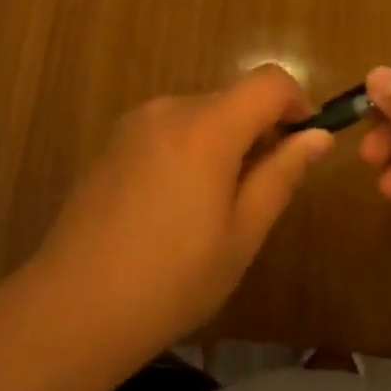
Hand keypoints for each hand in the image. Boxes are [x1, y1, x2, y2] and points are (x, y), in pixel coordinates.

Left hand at [32, 66, 332, 359]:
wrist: (72, 308)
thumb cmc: (171, 279)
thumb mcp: (242, 234)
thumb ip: (281, 174)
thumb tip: (318, 135)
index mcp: (207, 126)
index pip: (269, 81)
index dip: (297, 103)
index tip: (301, 145)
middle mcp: (170, 108)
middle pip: (233, 98)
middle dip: (258, 131)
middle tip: (259, 193)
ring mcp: (135, 123)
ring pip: (200, 114)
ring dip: (222, 142)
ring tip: (213, 208)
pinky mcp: (112, 142)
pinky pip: (168, 129)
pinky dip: (188, 149)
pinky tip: (172, 207)